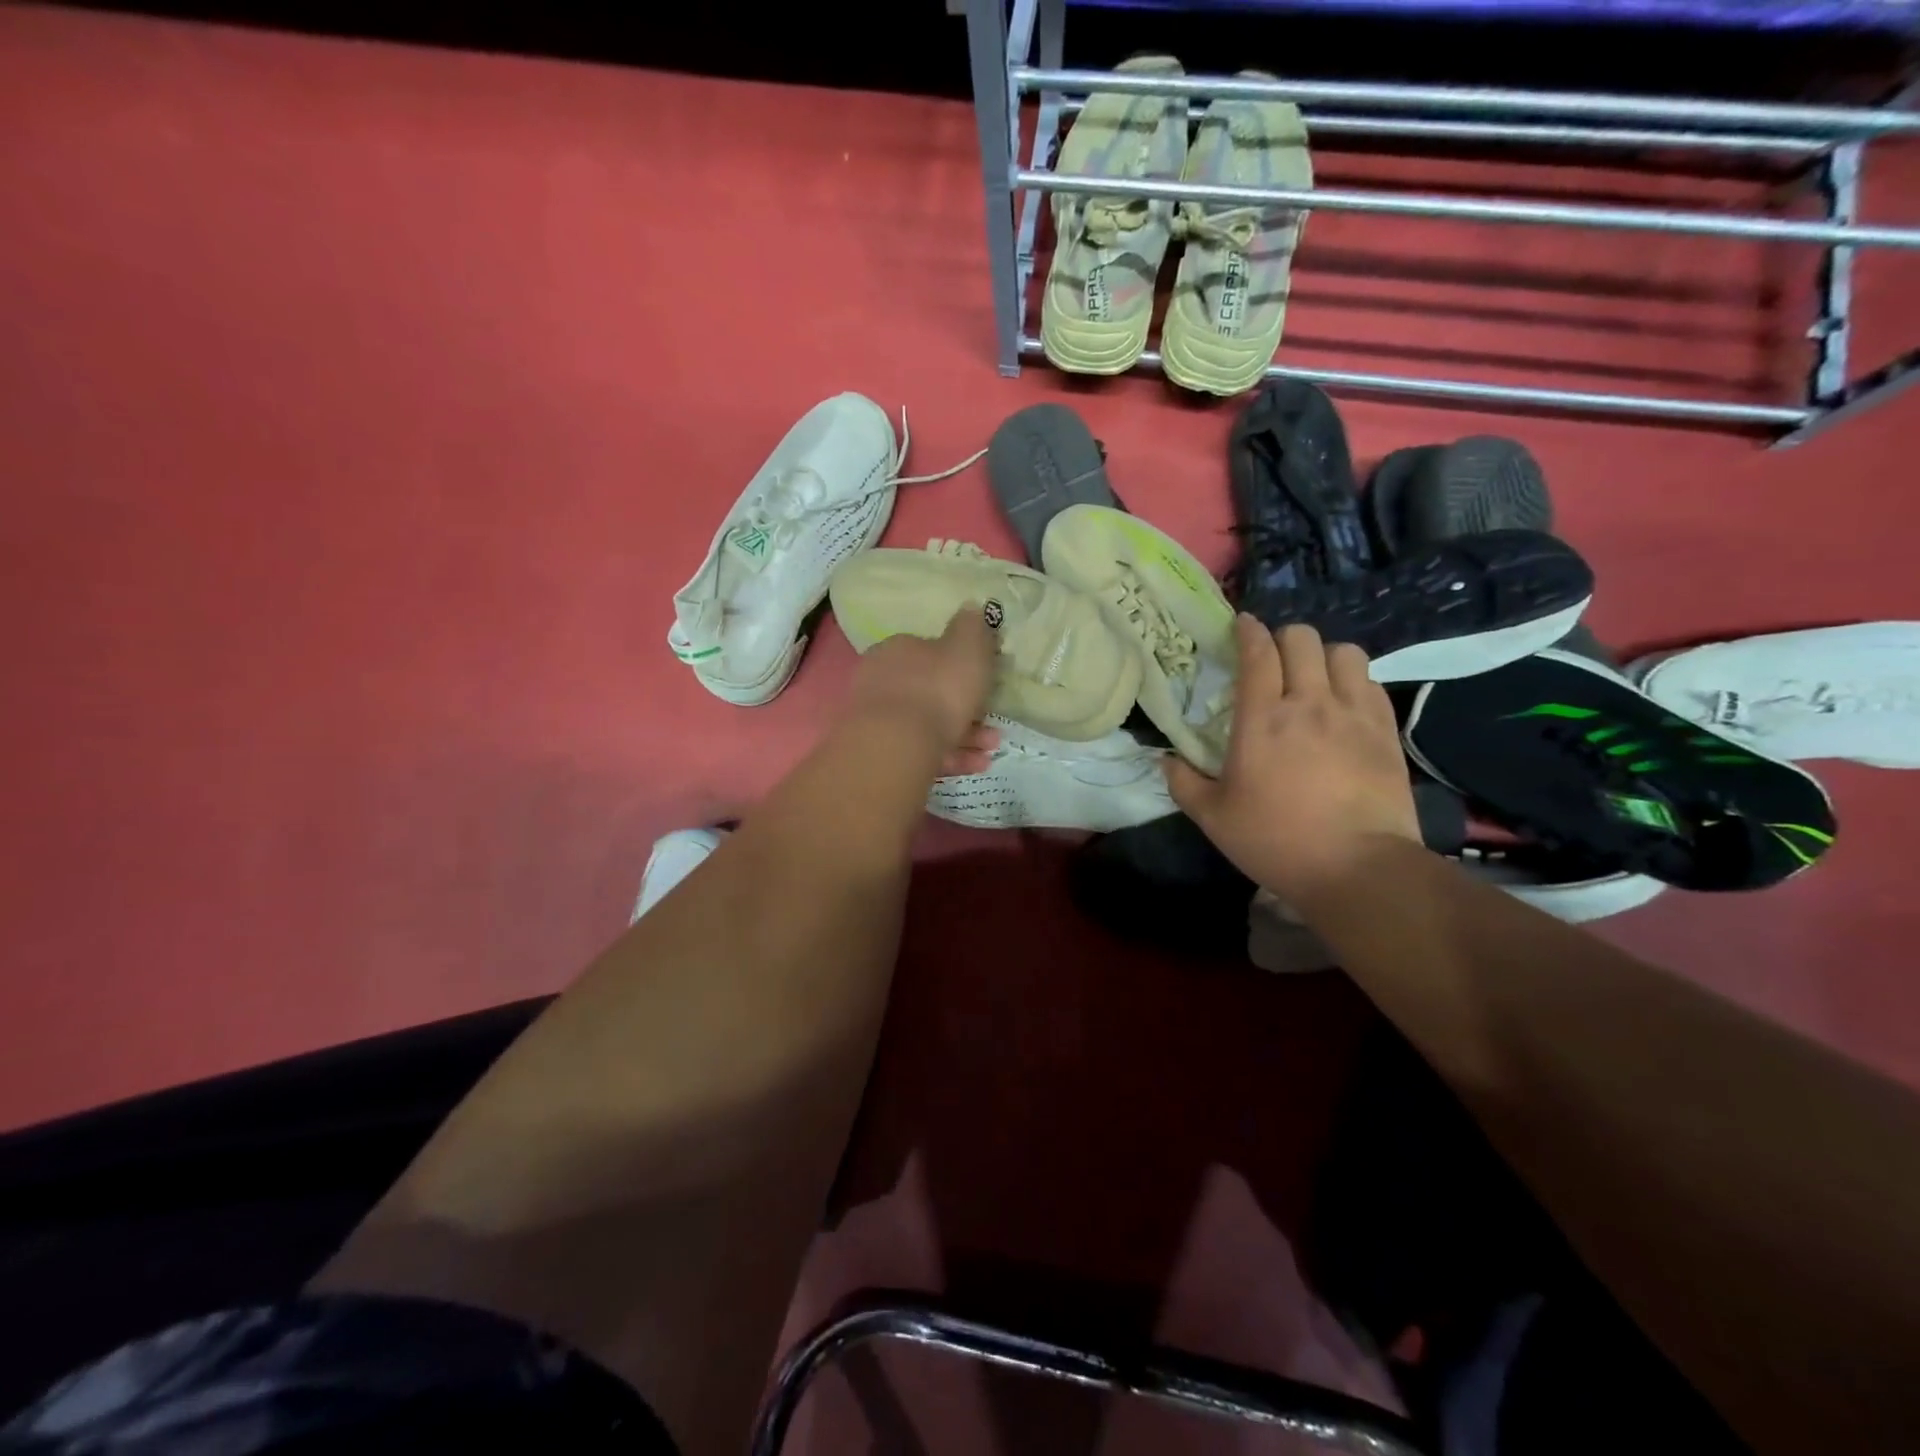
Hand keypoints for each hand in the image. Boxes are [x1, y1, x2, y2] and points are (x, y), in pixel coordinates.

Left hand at [847, 606, 1000, 775]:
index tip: (983, 683)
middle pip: (929, 692)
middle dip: (964, 708)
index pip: (928, 651)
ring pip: (927, 725)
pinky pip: (921, 750)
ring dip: (963, 735)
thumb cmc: (938, 689)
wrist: (897, 745)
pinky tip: (975, 764)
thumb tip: (970, 608)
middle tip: (992, 725)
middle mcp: (881, 680)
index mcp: (898, 649)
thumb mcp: (967, 649)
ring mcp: (876, 719)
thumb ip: (971, 628)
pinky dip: (949, 756)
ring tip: (989, 749)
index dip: (959, 667)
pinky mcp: (880, 752)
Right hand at [1165, 617, 1420, 902]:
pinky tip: (1344, 703)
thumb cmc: (1276, 840)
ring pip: (1344, 652)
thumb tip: (1164, 760)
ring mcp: (1353, 714)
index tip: (1241, 625)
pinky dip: (1354, 681)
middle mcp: (1309, 703)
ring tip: (1313, 677)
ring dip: (1323, 656)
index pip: (1257, 653)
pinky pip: (1372, 682)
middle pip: (1302, 639)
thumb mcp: (1213, 818)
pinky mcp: (1386, 731)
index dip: (1248, 631)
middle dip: (1283, 638)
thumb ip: (1183, 783)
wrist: (1358, 867)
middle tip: (1273, 658)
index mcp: (1262, 719)